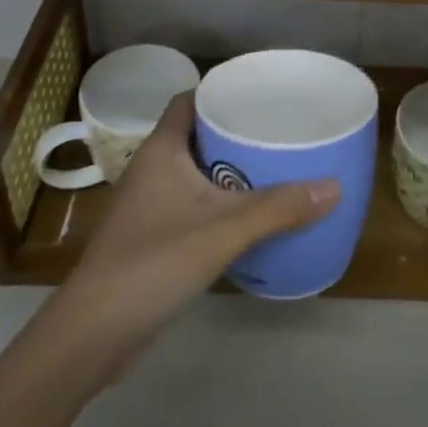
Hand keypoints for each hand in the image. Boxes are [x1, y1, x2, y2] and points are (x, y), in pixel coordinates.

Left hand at [43, 92, 338, 382]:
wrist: (93, 333)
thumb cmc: (153, 263)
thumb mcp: (222, 232)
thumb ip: (277, 209)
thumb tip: (334, 186)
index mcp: (161, 150)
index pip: (189, 101)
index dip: (220, 92)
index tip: (260, 94)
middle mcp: (152, 168)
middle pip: (197, 134)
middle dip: (235, 132)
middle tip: (279, 132)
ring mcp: (149, 204)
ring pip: (195, 172)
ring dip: (229, 169)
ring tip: (274, 168)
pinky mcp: (152, 236)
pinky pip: (192, 204)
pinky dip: (219, 203)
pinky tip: (248, 217)